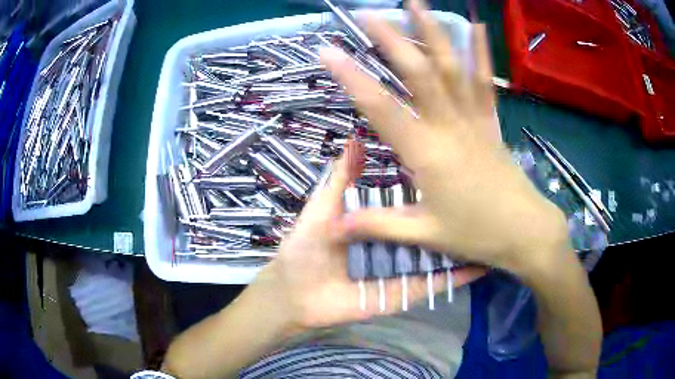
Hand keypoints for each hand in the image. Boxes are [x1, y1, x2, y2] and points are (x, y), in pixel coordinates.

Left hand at [251, 142, 484, 331]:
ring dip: (464, 246)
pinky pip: (433, 284)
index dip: (431, 188)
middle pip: (430, 228)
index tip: (456, 170)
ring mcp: (403, 269)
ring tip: (492, 229)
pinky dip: (457, 277)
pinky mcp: (405, 293)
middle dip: (455, 217)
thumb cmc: (306, 248)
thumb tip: (355, 140)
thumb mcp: (324, 208)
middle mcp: (396, 243)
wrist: (295, 294)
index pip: (411, 203)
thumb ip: (342, 179)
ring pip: (439, 255)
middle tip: (486, 200)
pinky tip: (482, 265)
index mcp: (379, 221)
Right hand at [320, 0, 568, 277]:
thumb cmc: (478, 234)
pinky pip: (485, 81)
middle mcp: (450, 125)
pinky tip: (478, 26)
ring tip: (417, 3)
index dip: (351, 77)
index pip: (381, 107)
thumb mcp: (425, 234)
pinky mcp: (492, 121)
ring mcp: (475, 119)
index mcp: (427, 153)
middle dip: (391, 37)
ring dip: (434, 31)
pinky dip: (481, 52)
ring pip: (452, 66)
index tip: (327, 50)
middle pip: (418, 72)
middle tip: (369, 12)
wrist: (526, 232)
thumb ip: (379, 225)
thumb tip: (334, 227)